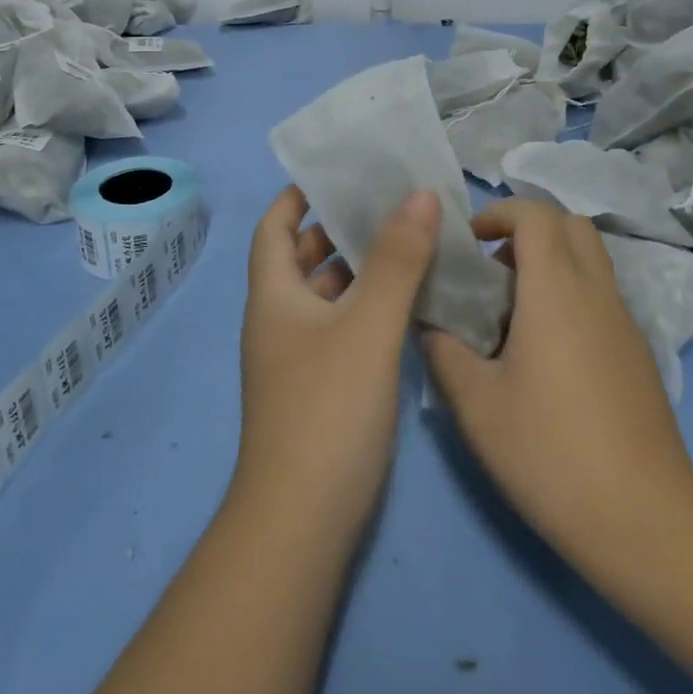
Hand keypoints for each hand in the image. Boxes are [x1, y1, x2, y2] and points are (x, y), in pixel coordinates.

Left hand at [232, 186, 440, 541]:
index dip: (298, 194)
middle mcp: (279, 319)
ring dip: (357, 266)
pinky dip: (366, 304)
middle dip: (337, 226)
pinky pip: (341, 325)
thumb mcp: (368, 327)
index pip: (274, 225)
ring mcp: (297, 355)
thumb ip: (397, 261)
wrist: (303, 522)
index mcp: (274, 295)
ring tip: (406, 239)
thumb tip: (419, 195)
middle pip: (301, 256)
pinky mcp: (320, 384)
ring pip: (325, 293)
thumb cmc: (328, 410)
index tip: (339, 171)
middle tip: (387, 200)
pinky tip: (406, 301)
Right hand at [421, 200, 692, 585]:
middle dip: (527, 229)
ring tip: (511, 309)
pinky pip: (600, 294)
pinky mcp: (636, 352)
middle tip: (490, 268)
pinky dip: (569, 292)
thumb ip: (444, 352)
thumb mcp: (476, 405)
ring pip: (590, 259)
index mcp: (556, 291)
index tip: (468, 242)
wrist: (644, 521)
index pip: (536, 215)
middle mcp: (596, 293)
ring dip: (550, 261)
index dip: (499, 212)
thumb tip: (428, 323)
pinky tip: (543, 350)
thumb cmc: (550, 453)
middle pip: (570, 224)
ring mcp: (623, 322)